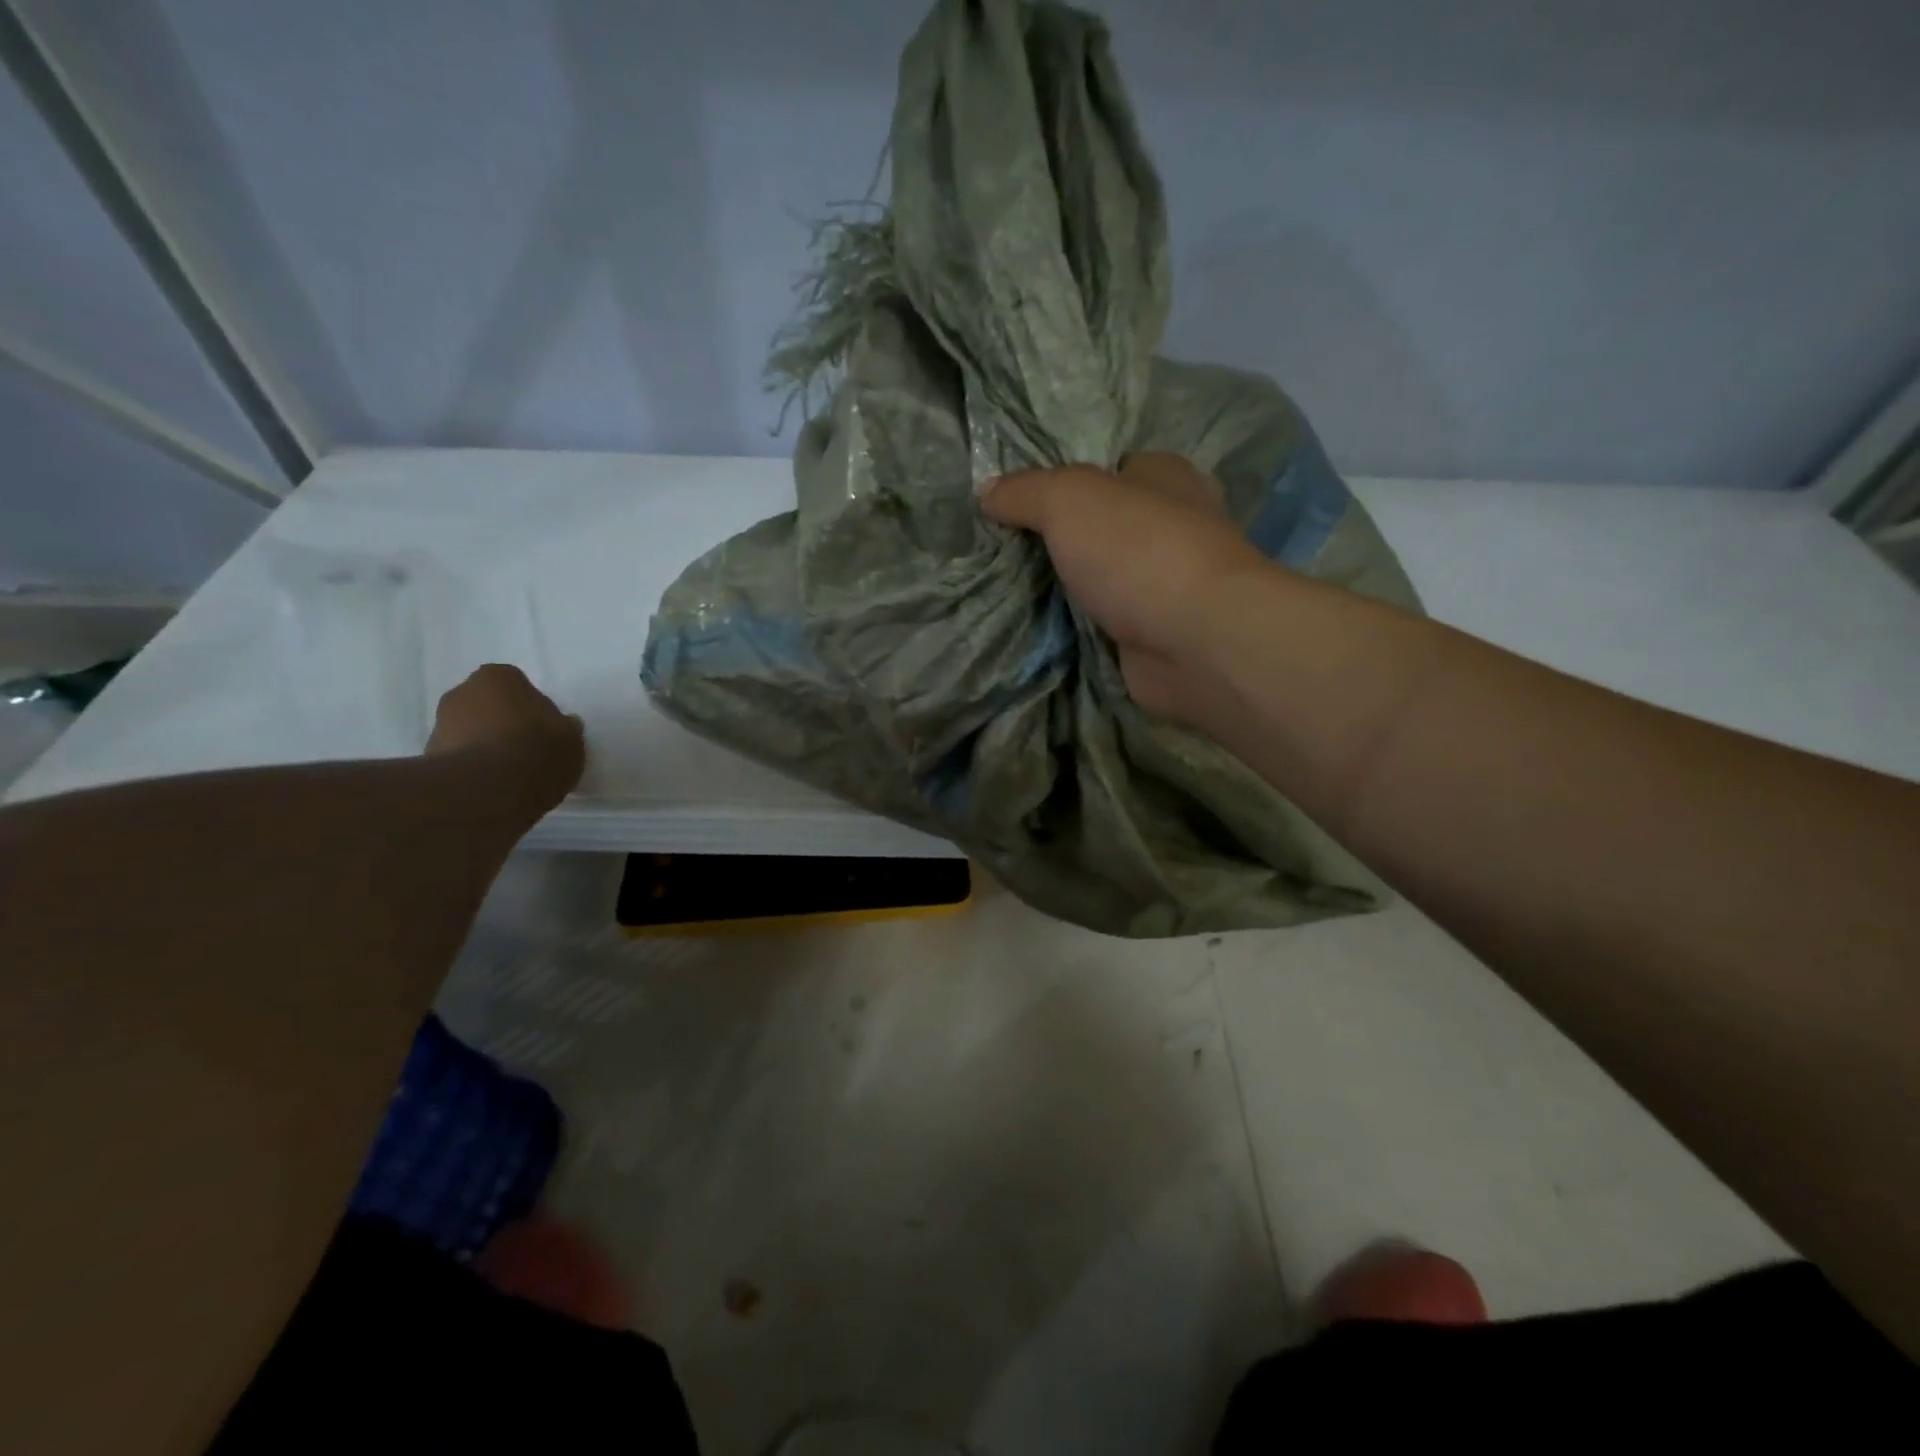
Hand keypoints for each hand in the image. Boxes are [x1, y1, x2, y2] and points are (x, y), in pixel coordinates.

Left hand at [426, 664, 584, 809]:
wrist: (486, 791)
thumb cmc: (536, 750)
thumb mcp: (571, 738)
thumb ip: (564, 727)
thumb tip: (561, 726)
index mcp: (498, 677)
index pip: (518, 685)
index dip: (533, 708)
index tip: (545, 730)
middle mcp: (462, 692)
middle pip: (489, 706)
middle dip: (504, 723)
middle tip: (528, 749)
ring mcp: (439, 725)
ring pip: (471, 731)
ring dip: (486, 746)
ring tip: (511, 774)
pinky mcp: (428, 759)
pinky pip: (459, 758)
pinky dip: (473, 768)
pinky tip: (493, 787)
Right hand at [980, 452, 1270, 717]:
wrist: (1195, 641)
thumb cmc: (1138, 550)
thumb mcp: (1069, 499)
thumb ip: (1025, 492)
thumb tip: (986, 492)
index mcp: (1162, 476)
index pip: (1107, 468)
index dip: (1062, 481)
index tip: (1014, 503)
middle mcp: (1170, 525)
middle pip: (1100, 527)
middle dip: (1057, 540)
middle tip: (1001, 550)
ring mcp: (1163, 584)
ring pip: (1099, 578)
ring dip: (1063, 588)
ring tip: (1005, 590)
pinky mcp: (1154, 632)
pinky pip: (1101, 623)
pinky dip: (1074, 628)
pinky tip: (1035, 629)